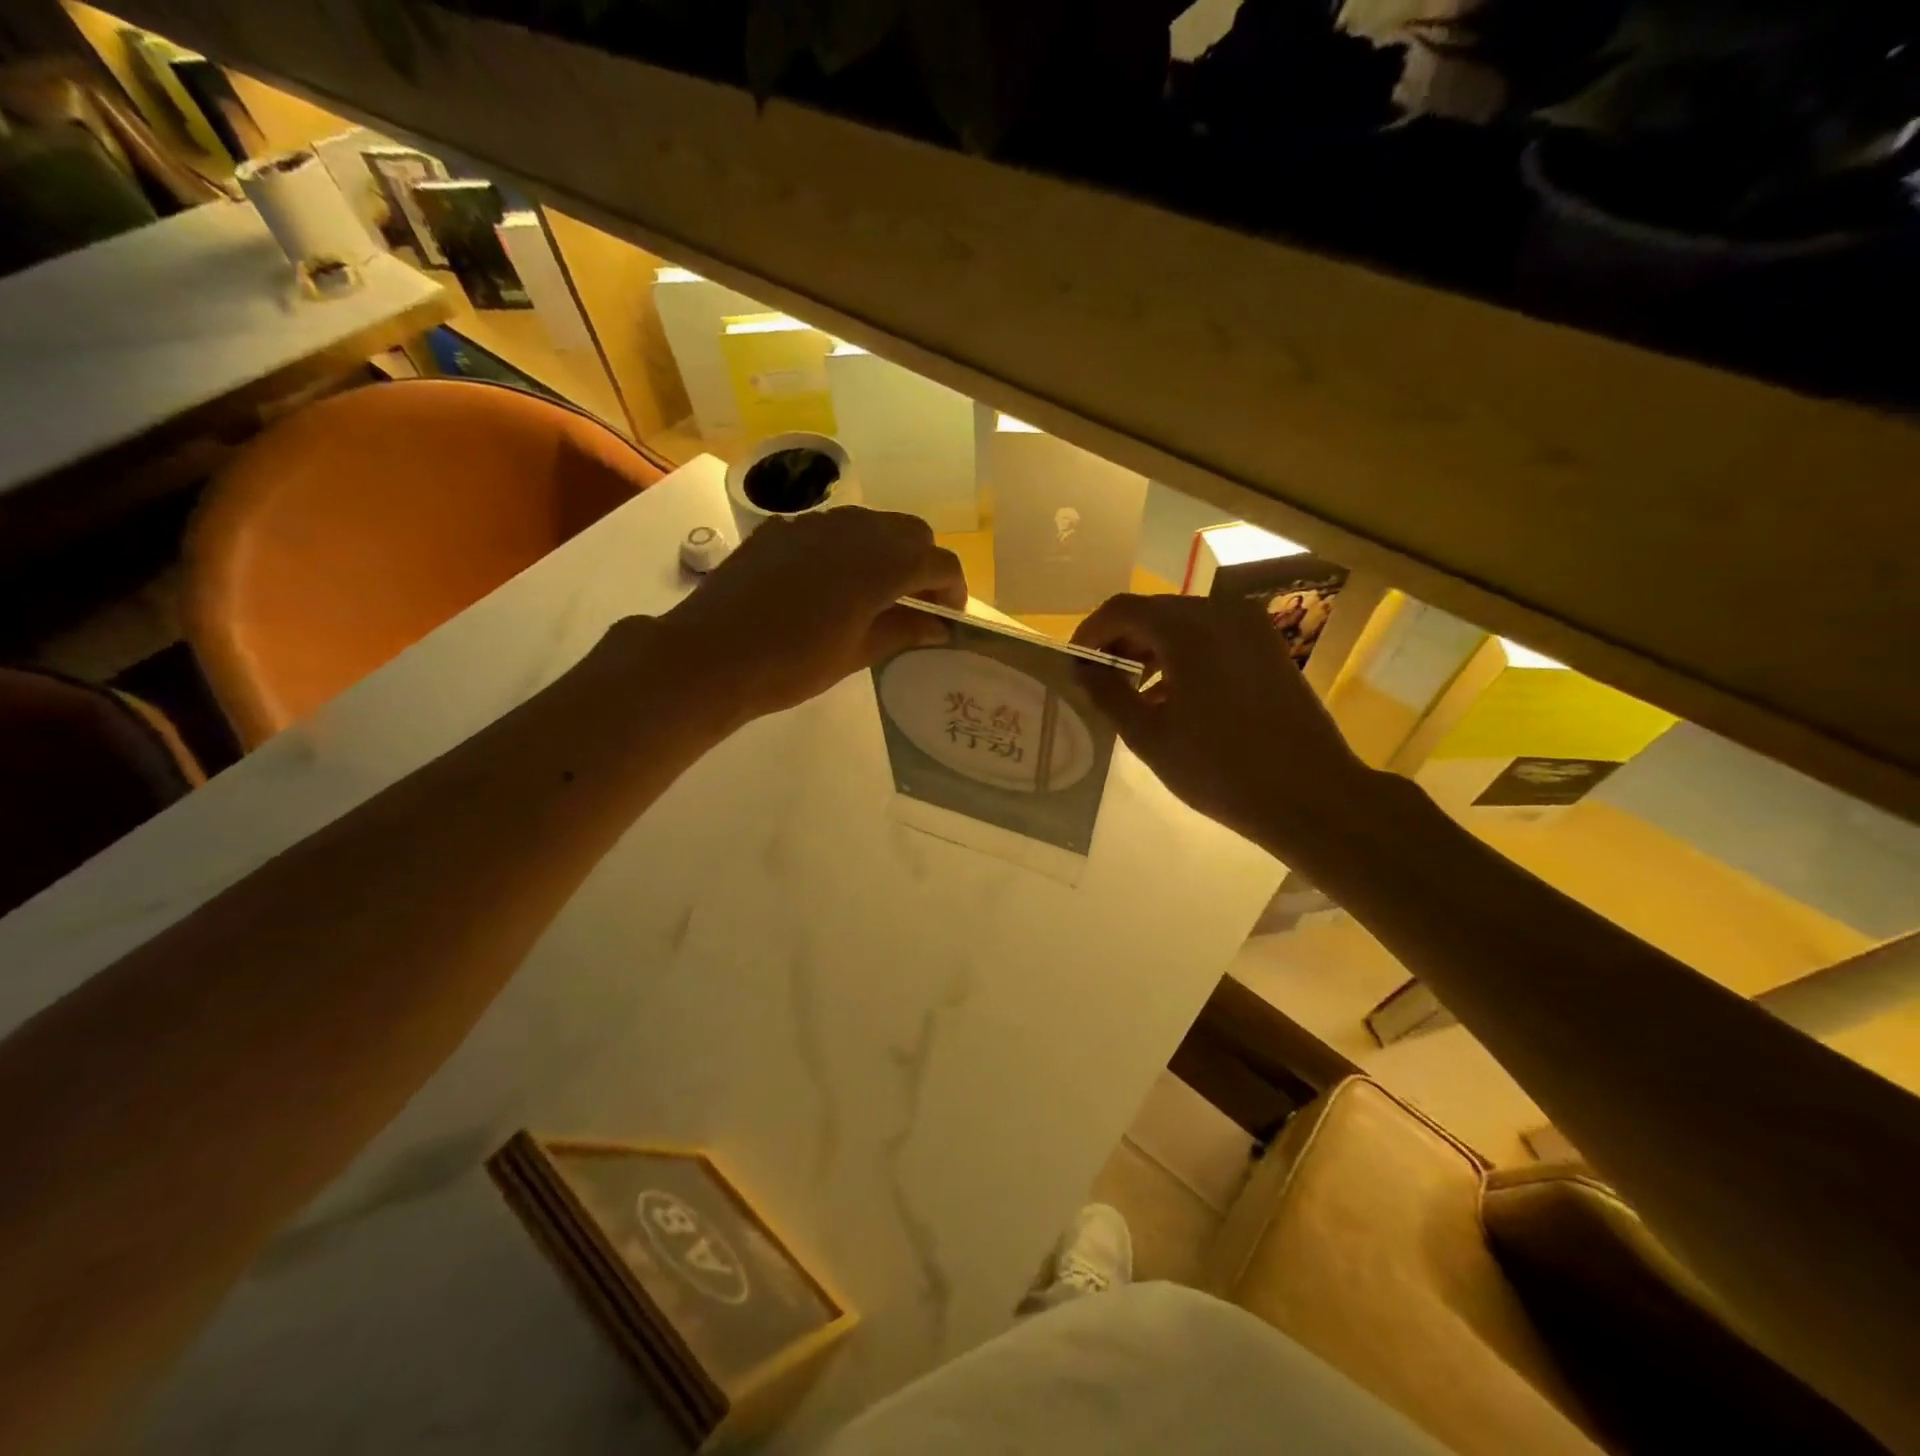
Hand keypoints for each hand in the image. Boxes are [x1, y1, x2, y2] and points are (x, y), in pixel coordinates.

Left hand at [655, 507, 966, 723]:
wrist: (711, 655)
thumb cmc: (791, 664)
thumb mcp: (855, 655)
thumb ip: (903, 632)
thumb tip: (939, 627)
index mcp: (881, 565)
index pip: (939, 563)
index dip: (953, 590)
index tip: (947, 618)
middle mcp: (854, 531)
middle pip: (911, 532)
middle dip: (923, 564)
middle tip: (914, 604)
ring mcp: (814, 523)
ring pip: (871, 523)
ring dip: (886, 551)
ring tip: (873, 592)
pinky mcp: (781, 528)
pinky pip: (830, 528)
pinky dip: (846, 549)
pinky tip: (826, 584)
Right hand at [1072, 594, 1369, 856]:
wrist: (1310, 795)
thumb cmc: (1219, 769)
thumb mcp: (1149, 736)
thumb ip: (1108, 694)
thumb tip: (1083, 669)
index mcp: (1187, 628)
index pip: (1122, 610)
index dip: (1090, 633)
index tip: (1073, 664)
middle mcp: (1220, 613)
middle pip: (1154, 611)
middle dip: (1120, 641)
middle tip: (1097, 679)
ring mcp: (1250, 628)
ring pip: (1183, 624)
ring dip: (1151, 649)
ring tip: (1131, 692)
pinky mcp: (1267, 648)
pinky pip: (1212, 638)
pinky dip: (1183, 656)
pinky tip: (1172, 696)